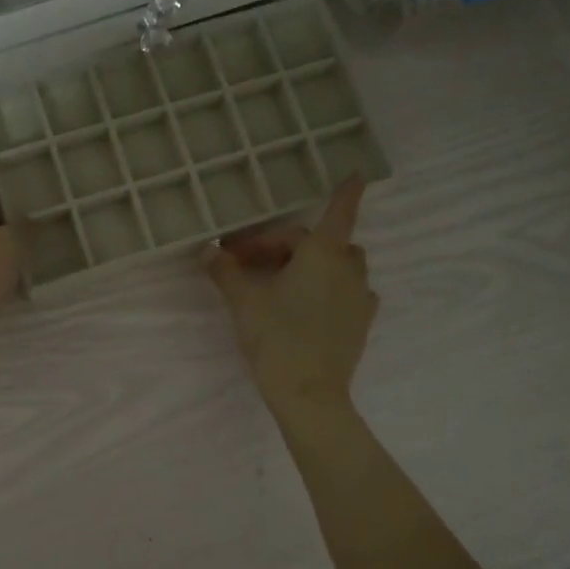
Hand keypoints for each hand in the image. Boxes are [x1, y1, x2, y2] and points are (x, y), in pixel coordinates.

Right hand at [203, 177, 375, 419]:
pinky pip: (348, 292)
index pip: (339, 212)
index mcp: (322, 254)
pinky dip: (330, 288)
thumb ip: (225, 272)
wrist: (310, 394)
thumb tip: (207, 250)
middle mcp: (348, 269)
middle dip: (288, 244)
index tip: (357, 174)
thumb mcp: (243, 302)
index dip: (346, 192)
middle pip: (324, 242)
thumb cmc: (276, 337)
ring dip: (314, 264)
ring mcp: (360, 297)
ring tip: (282, 281)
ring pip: (340, 266)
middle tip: (250, 261)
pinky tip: (308, 304)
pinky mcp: (361, 323)